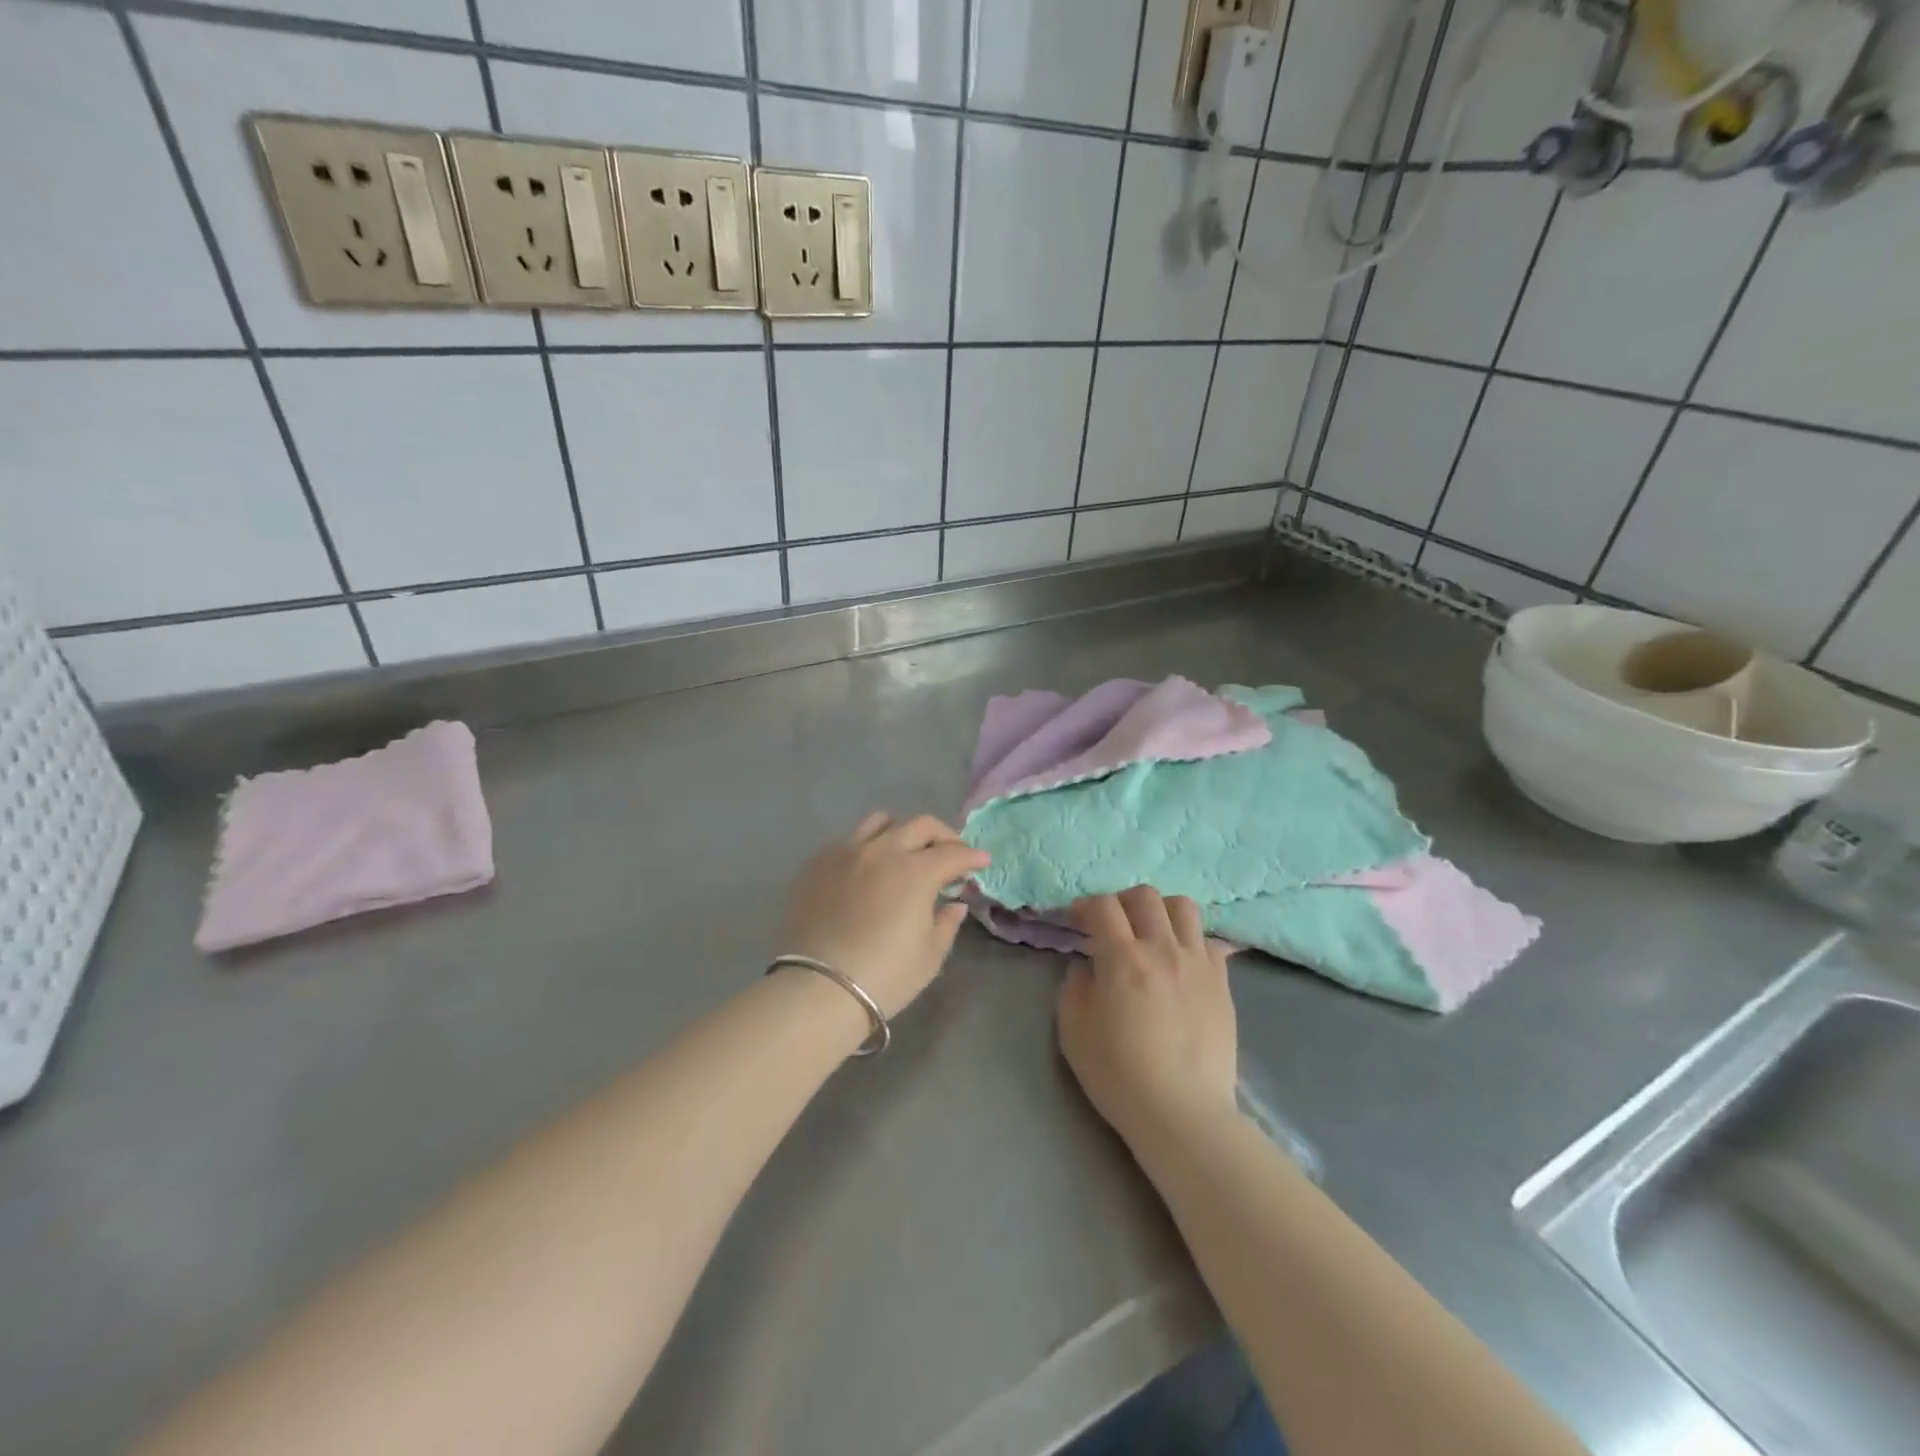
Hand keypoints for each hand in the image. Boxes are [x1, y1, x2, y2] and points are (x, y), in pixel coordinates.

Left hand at [777, 813, 989, 1017]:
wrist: (818, 989)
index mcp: (915, 872)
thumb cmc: (884, 977)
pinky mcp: (817, 864)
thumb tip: (954, 904)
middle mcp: (882, 851)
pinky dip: (867, 849)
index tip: (981, 862)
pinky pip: (848, 841)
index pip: (953, 853)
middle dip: (943, 836)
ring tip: (905, 852)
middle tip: (950, 854)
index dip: (972, 856)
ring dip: (901, 832)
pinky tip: (867, 872)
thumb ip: (946, 923)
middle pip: (920, 825)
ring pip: (880, 822)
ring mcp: (846, 853)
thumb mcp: (929, 956)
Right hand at [1057, 887, 1239, 1148]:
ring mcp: (1198, 963)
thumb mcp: (1073, 1032)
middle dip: (1121, 902)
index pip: (1102, 907)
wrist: (1182, 1113)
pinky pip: (1209, 941)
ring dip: (1160, 911)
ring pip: (1183, 908)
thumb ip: (1074, 988)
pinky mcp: (1222, 983)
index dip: (1084, 906)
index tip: (1076, 920)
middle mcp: (1162, 949)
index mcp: (1122, 959)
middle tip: (1111, 924)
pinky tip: (1180, 961)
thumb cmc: (1119, 1075)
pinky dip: (1190, 940)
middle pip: (1145, 897)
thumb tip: (1086, 967)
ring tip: (1150, 933)